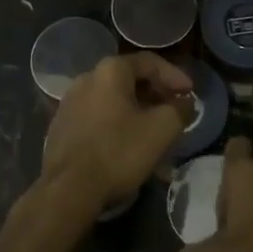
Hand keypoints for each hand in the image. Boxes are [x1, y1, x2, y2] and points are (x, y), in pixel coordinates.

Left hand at [40, 52, 192, 213]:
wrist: (68, 189)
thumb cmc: (119, 152)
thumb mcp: (162, 129)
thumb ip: (180, 109)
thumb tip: (184, 102)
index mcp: (110, 71)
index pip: (149, 62)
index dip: (175, 76)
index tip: (191, 94)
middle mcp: (86, 78)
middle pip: (129, 78)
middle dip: (156, 93)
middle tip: (175, 109)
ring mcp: (70, 101)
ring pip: (112, 98)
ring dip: (137, 108)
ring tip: (153, 127)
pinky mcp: (61, 125)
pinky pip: (97, 114)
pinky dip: (117, 121)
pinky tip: (127, 141)